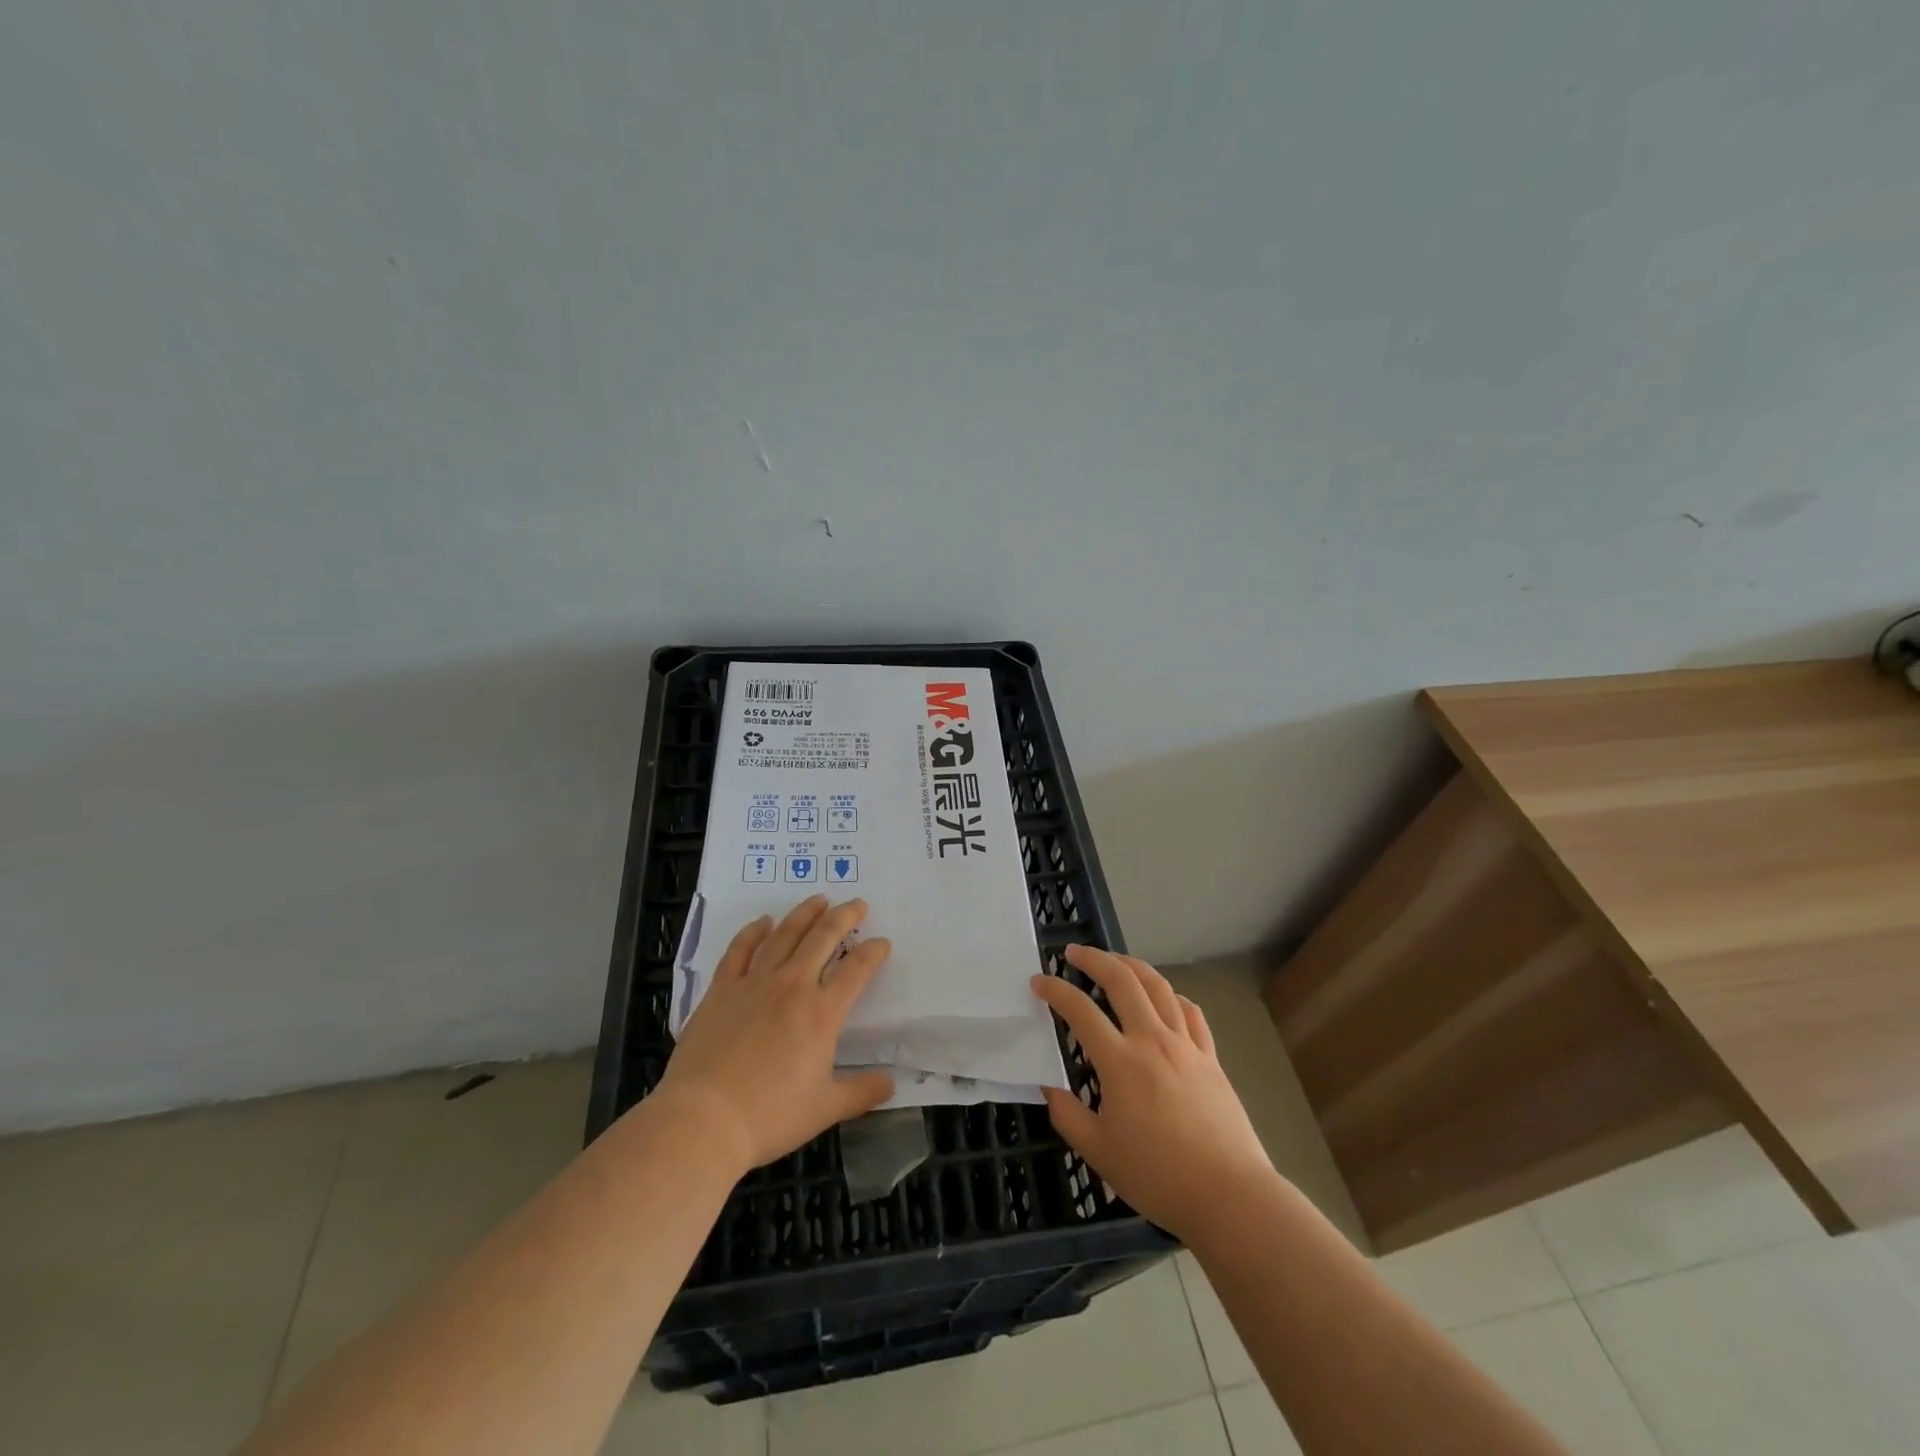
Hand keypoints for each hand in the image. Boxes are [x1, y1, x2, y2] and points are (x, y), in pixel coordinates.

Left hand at [652, 895, 893, 1173]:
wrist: (703, 1120)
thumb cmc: (769, 1116)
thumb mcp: (825, 1109)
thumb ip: (861, 1092)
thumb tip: (890, 1084)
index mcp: (822, 1012)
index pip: (857, 969)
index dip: (873, 952)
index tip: (882, 943)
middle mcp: (792, 986)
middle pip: (823, 938)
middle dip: (844, 917)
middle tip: (857, 904)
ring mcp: (754, 984)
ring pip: (784, 936)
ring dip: (804, 914)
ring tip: (819, 900)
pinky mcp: (721, 990)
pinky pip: (740, 950)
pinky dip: (753, 932)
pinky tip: (762, 922)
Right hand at [1032, 945, 1275, 1243]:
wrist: (1229, 1196)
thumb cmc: (1158, 1177)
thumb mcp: (1098, 1152)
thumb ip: (1067, 1114)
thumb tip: (1049, 1086)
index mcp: (1121, 1062)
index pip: (1080, 1010)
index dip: (1055, 990)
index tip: (1038, 982)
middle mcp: (1153, 1040)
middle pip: (1123, 981)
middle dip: (1095, 959)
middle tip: (1073, 952)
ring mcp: (1186, 1045)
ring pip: (1159, 987)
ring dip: (1132, 966)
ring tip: (1115, 961)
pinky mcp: (1211, 1057)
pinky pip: (1191, 1012)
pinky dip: (1172, 996)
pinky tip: (1165, 998)